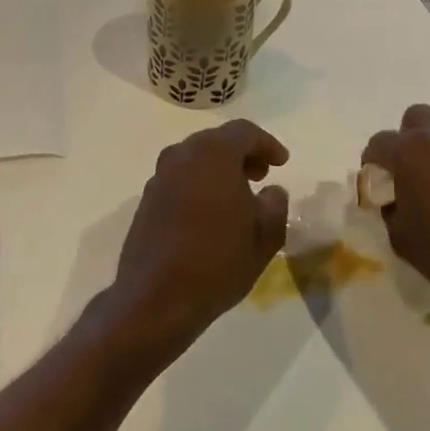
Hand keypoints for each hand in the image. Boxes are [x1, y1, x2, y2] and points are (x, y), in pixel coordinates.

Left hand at [104, 120, 290, 362]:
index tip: (282, 163)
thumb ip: (275, 205)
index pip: (244, 132)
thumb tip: (272, 192)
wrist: (155, 298)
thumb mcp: (264, 236)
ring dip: (219, 169)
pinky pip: (180, 178)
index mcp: (213, 153)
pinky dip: (199, 184)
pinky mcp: (147, 199)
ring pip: (196, 159)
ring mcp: (160, 176)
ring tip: (238, 196)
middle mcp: (182, 155)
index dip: (267, 144)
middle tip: (261, 175)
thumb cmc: (217, 262)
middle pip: (217, 141)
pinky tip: (210, 213)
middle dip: (242, 154)